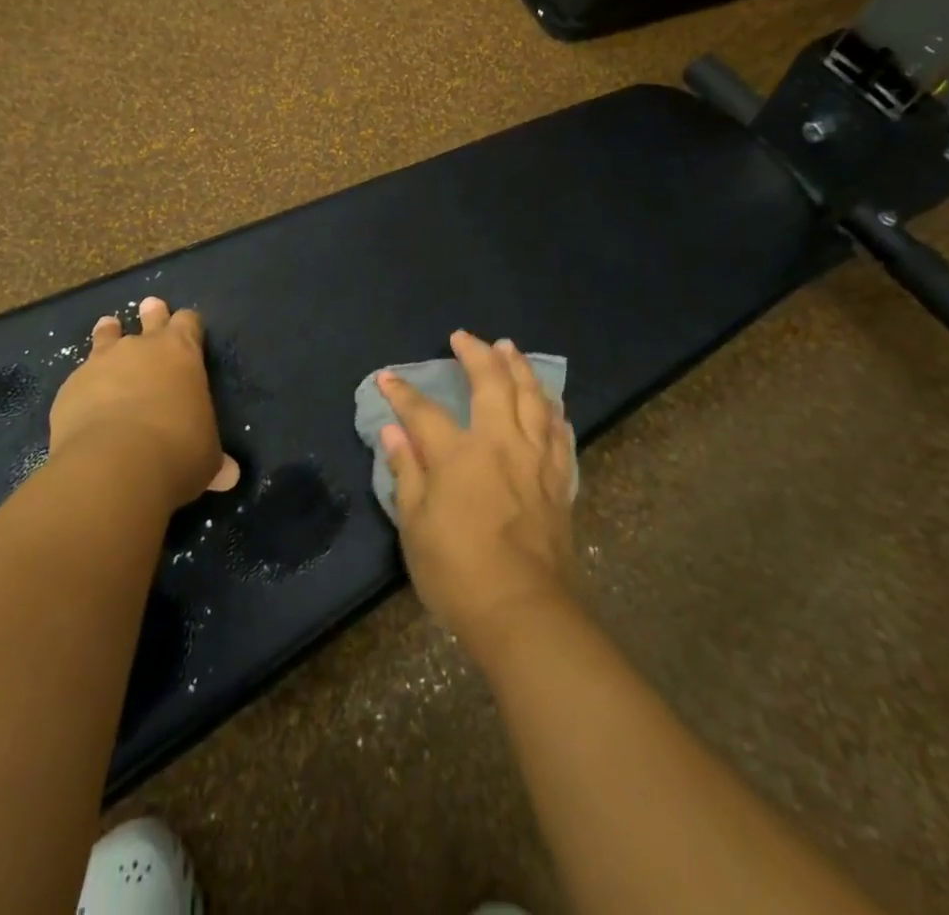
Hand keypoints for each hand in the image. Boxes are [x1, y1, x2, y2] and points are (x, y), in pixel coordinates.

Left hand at [48, 298, 239, 511]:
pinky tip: (83, 400)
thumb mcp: (206, 458)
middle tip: (150, 306)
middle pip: (150, 317)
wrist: (114, 465)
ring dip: (109, 334)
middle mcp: (142, 348)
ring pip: (106, 336)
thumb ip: (214, 460)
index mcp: (182, 353)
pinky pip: (79, 378)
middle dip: (152, 313)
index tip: (189, 327)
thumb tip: (229, 476)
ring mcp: (101, 363)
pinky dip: (85, 385)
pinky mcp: (70, 387)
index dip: (189, 325)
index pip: (189, 322)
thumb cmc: (177, 452)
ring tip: (108, 327)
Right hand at [378, 331, 576, 665]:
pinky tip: (550, 403)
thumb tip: (392, 432)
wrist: (523, 611)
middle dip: (476, 354)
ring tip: (510, 348)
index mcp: (459, 453)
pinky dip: (553, 410)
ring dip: (520, 368)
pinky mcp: (559, 480)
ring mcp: (536, 459)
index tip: (388, 378)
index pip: (424, 411)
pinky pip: (560, 433)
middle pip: (492, 383)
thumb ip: (406, 471)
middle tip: (464, 337)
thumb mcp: (415, 525)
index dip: (402, 392)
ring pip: (532, 398)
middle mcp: (501, 443)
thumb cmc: (457, 571)